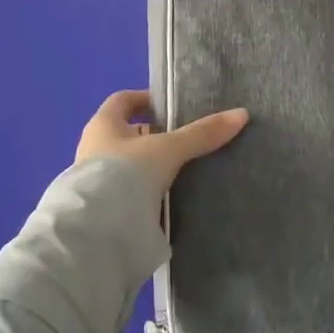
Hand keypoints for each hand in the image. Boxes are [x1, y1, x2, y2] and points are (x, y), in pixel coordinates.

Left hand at [76, 90, 249, 196]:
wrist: (95, 233)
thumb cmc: (125, 174)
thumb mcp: (168, 149)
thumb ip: (201, 134)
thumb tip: (241, 114)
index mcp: (102, 124)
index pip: (123, 100)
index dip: (146, 99)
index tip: (172, 107)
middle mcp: (93, 148)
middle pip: (126, 134)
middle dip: (153, 136)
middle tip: (184, 141)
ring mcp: (93, 181)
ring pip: (127, 166)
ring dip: (149, 168)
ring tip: (182, 172)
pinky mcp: (101, 210)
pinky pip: (127, 193)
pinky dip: (145, 194)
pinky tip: (167, 201)